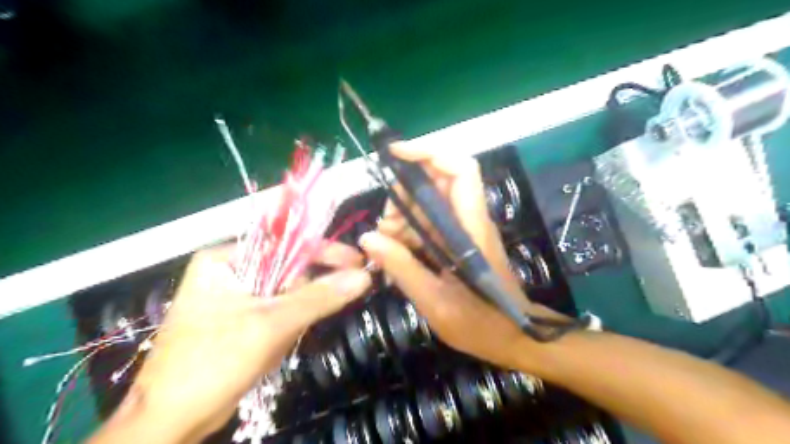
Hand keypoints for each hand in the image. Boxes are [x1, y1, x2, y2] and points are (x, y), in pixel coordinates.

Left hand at [101, 245, 369, 442]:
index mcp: (226, 259)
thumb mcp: (271, 325)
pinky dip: (283, 329)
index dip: (325, 252)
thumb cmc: (211, 364)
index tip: (358, 261)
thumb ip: (319, 297)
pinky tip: (268, 351)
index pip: (287, 244)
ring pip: (285, 296)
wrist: (170, 423)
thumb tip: (363, 276)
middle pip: (287, 271)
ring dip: (291, 320)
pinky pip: (276, 314)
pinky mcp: (240, 320)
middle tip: (302, 321)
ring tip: (273, 344)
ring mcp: (234, 298)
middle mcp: (230, 272)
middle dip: (300, 299)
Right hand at [360, 142, 563, 367]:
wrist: (512, 336)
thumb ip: (403, 268)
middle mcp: (469, 219)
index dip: (429, 153)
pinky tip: (396, 251)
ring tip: (387, 242)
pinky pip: (430, 222)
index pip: (460, 170)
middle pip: (438, 181)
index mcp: (470, 227)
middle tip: (385, 224)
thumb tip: (368, 238)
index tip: (395, 155)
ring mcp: (464, 229)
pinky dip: (410, 230)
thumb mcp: (435, 301)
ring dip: (404, 214)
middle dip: (405, 192)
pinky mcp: (458, 239)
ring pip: (430, 201)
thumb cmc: (480, 323)